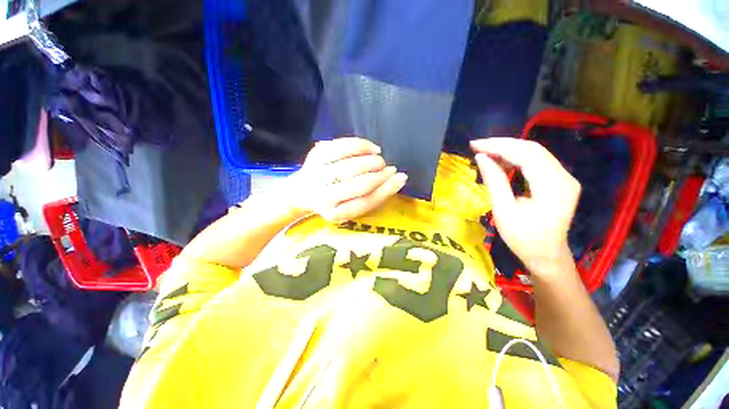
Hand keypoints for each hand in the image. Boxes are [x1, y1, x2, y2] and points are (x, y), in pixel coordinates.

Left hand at [283, 137, 407, 222]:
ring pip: (352, 165)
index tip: (400, 177)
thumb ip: (374, 196)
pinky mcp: (315, 155)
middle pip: (360, 184)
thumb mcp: (351, 207)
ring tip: (380, 159)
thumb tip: (400, 178)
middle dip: (380, 174)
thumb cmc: (333, 201)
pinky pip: (343, 146)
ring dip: (372, 161)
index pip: (366, 202)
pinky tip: (371, 148)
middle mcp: (324, 197)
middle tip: (389, 168)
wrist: (301, 192)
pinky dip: (361, 145)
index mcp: (335, 214)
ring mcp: (318, 174)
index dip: (386, 189)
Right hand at [471, 138, 580, 275]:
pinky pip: (538, 161)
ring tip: (486, 151)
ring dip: (509, 149)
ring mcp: (565, 178)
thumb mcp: (504, 211)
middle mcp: (564, 177)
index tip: (475, 145)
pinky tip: (502, 160)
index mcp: (553, 187)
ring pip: (535, 153)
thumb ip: (494, 181)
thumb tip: (481, 158)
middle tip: (478, 145)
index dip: (498, 146)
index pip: (526, 154)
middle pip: (533, 149)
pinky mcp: (560, 181)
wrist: (546, 255)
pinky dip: (517, 158)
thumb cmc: (523, 238)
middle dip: (502, 144)